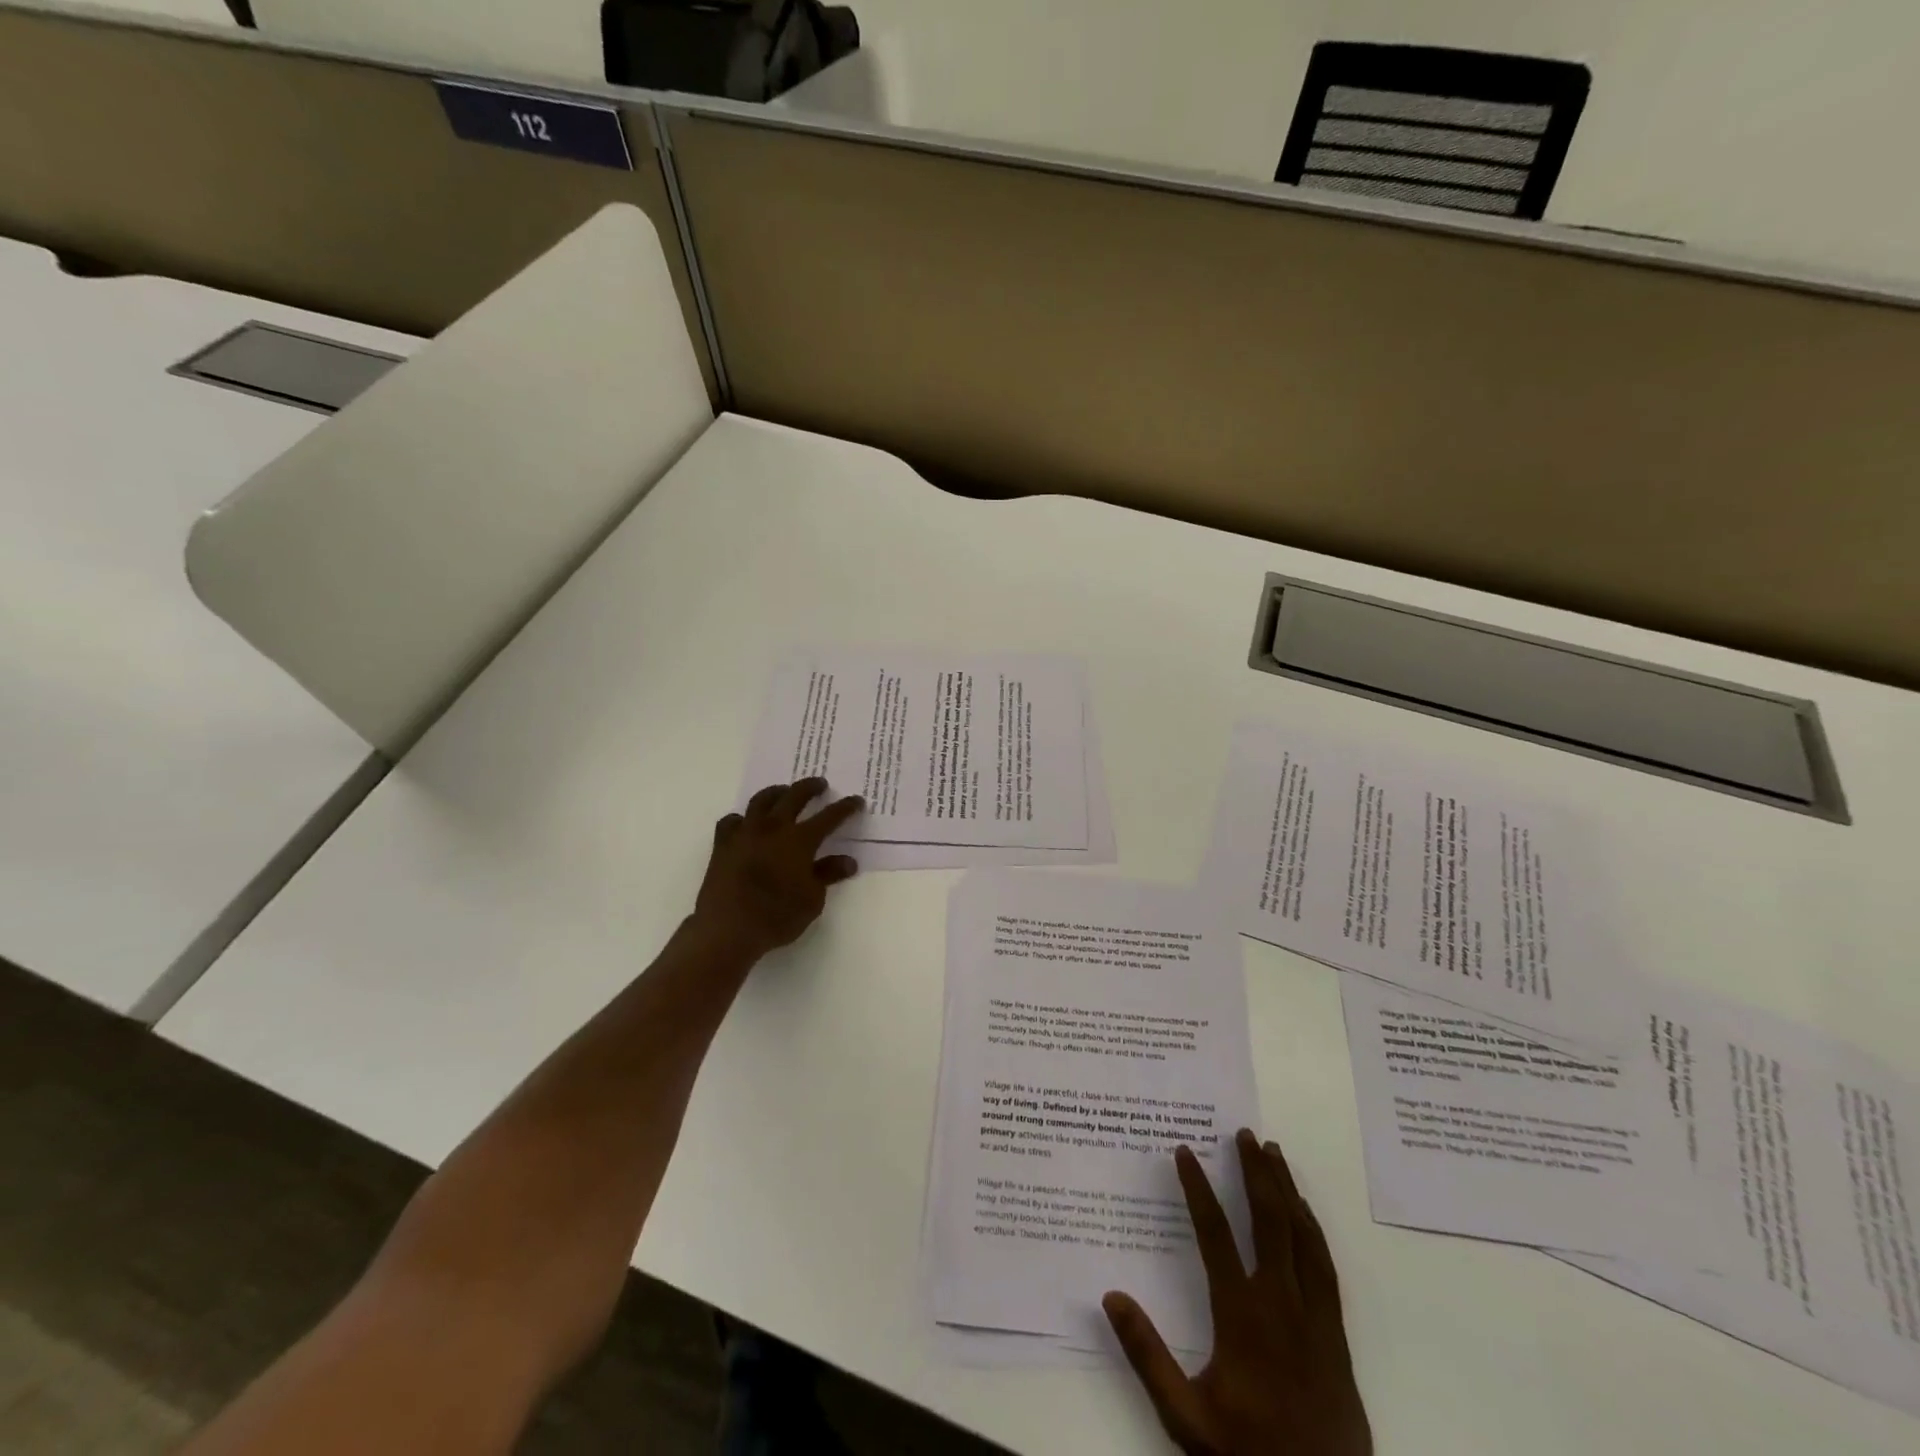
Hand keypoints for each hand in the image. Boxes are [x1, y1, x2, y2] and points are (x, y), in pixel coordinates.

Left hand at [694, 779, 863, 957]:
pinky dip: (742, 819)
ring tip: (783, 792)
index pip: (829, 817)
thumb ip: (828, 874)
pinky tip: (746, 823)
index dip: (845, 808)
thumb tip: (848, 861)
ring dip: (776, 792)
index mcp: (800, 840)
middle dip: (810, 788)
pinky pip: (732, 821)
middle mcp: (773, 828)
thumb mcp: (812, 900)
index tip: (856, 800)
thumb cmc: (777, 916)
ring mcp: (745, 833)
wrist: (728, 929)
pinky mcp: (723, 844)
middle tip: (819, 784)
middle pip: (794, 796)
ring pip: (761, 800)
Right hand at [1104, 1131, 1369, 1455]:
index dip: (1197, 1188)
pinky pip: (1325, 1266)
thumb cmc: (1246, 1453)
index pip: (1215, 1234)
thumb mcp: (1185, 1417)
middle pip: (1269, 1221)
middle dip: (1255, 1172)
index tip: (1184, 1151)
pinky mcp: (1336, 1334)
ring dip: (1286, 1189)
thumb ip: (1146, 1356)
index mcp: (1241, 1316)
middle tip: (1244, 1133)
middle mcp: (1280, 1303)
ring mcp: (1314, 1316)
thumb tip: (1111, 1297)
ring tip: (1274, 1153)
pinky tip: (1305, 1213)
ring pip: (1302, 1235)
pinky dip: (1313, 1229)